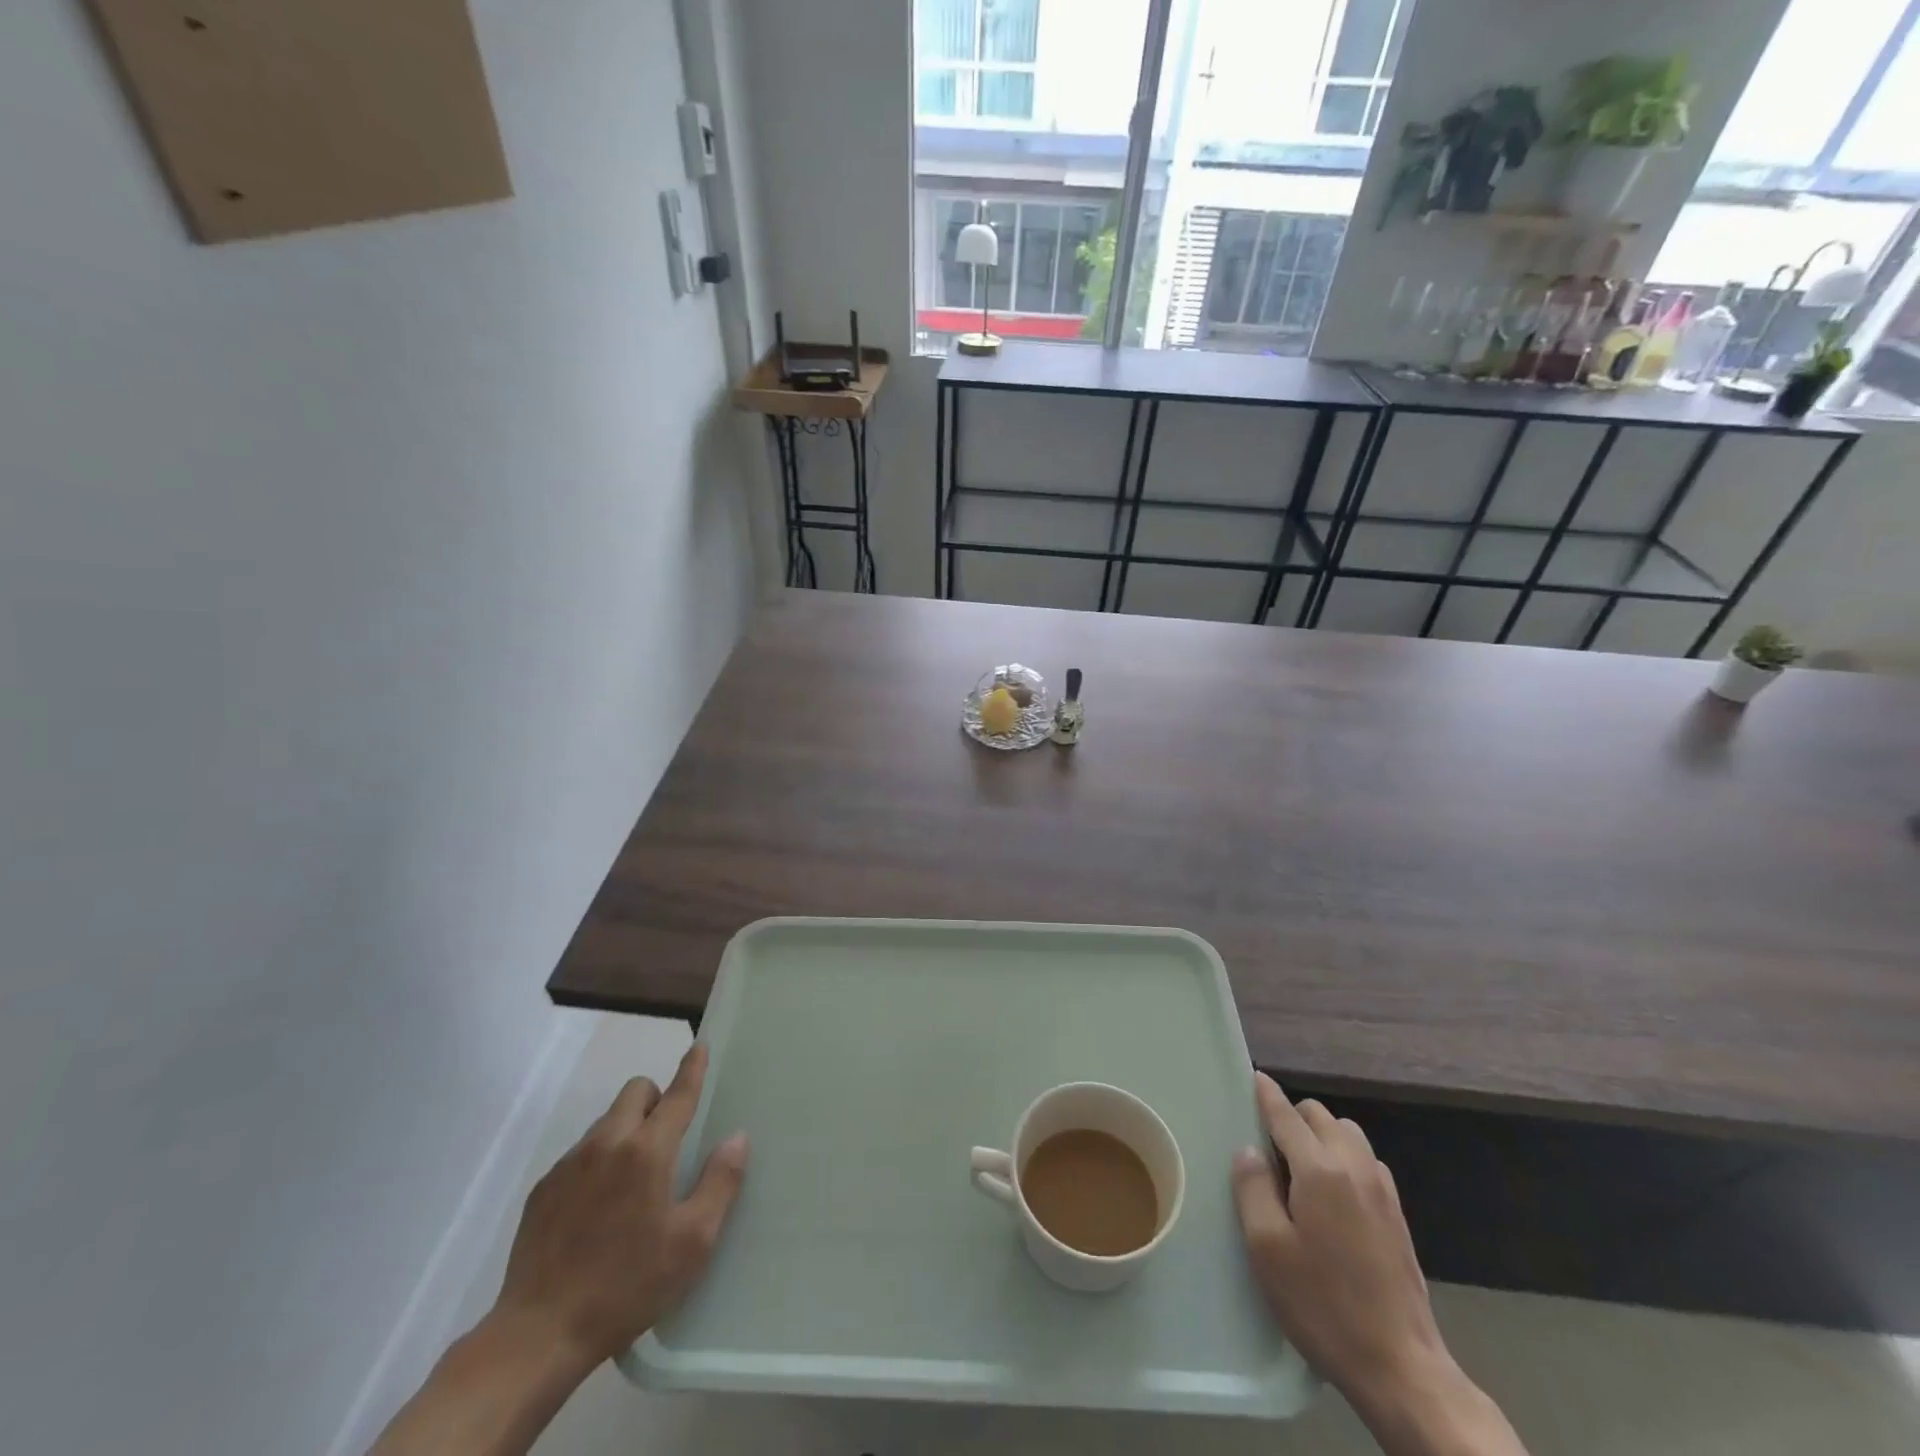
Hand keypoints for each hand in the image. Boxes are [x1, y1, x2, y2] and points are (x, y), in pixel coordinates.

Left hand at [492, 1041, 748, 1371]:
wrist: (538, 1334)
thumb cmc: (627, 1287)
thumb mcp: (692, 1243)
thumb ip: (720, 1182)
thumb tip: (737, 1138)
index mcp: (648, 1152)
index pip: (678, 1095)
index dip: (692, 1069)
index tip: (700, 1046)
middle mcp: (608, 1143)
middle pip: (636, 1092)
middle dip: (656, 1099)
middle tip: (667, 1138)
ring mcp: (570, 1164)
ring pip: (607, 1121)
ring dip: (626, 1129)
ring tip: (631, 1180)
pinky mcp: (544, 1188)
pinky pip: (580, 1152)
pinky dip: (598, 1160)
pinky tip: (598, 1208)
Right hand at [1231, 1073, 1446, 1410]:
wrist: (1401, 1367)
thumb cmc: (1323, 1304)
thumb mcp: (1267, 1248)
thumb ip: (1253, 1188)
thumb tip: (1249, 1150)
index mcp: (1320, 1169)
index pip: (1286, 1115)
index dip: (1266, 1095)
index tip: (1254, 1078)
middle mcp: (1355, 1167)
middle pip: (1320, 1116)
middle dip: (1293, 1116)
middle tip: (1268, 1146)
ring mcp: (1382, 1190)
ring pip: (1347, 1134)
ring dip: (1322, 1135)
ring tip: (1300, 1169)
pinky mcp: (1398, 1214)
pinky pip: (1365, 1161)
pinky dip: (1344, 1157)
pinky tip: (1332, 1194)